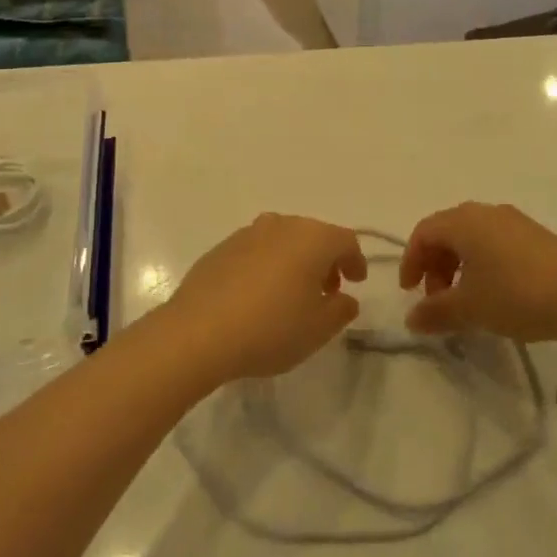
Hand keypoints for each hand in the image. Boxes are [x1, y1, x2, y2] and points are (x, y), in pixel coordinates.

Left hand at [162, 214, 365, 381]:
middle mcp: (281, 225)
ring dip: (295, 261)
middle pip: (313, 235)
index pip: (345, 240)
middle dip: (325, 260)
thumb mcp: (319, 329)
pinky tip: (259, 295)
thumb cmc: (271, 328)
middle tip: (327, 291)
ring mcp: (247, 233)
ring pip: (283, 240)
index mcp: (312, 238)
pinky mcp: (221, 247)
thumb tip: (345, 298)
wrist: (200, 331)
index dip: (355, 260)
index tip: (357, 282)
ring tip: (293, 294)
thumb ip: (340, 310)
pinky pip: (256, 250)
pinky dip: (267, 265)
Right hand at [400, 202, 556, 342]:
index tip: (410, 292)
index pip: (423, 233)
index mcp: (463, 222)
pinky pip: (495, 243)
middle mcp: (485, 213)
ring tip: (466, 301)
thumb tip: (411, 320)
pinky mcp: (536, 236)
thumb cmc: (519, 294)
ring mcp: (514, 222)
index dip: (411, 261)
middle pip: (446, 233)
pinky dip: (482, 264)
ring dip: (458, 266)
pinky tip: (496, 294)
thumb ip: (435, 313)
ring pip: (471, 238)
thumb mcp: (471, 309)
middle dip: (434, 265)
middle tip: (437, 299)